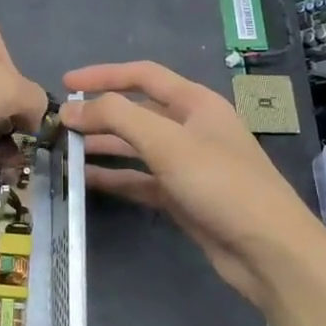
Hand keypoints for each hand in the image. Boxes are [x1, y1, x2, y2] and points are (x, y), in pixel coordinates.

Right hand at [62, 61, 325, 307]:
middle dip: (99, 114)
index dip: (103, 75)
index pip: (143, 76)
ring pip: (135, 146)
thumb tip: (71, 108)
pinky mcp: (181, 196)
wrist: (267, 250)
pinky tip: (85, 179)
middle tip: (59, 123)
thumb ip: (117, 118)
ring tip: (64, 150)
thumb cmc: (221, 184)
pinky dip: (114, 177)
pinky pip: (140, 179)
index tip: (66, 83)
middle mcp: (191, 128)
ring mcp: (186, 164)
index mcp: (196, 103)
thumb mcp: (167, 143)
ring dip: (102, 145)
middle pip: (137, 111)